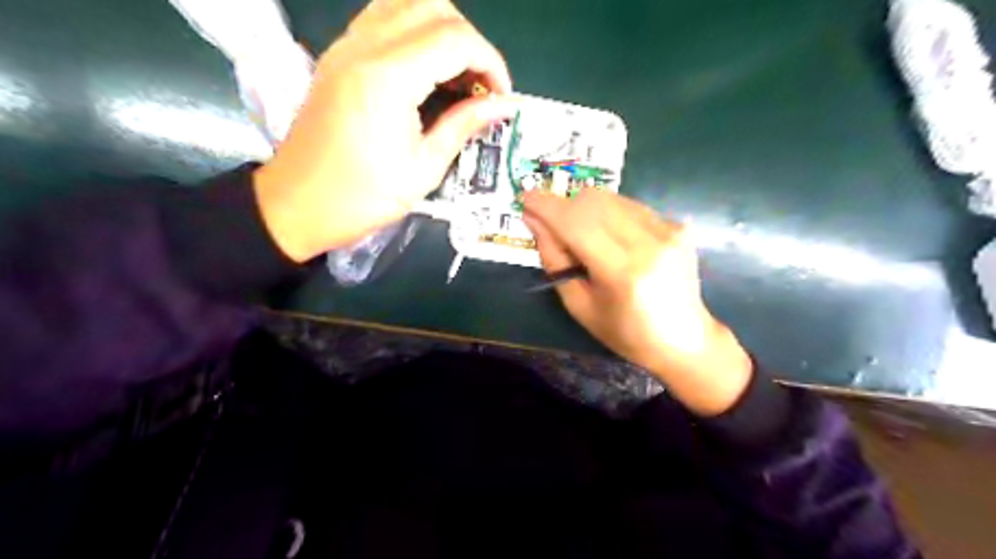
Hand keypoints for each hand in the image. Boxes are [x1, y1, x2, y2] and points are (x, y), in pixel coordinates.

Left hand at [252, 0, 513, 260]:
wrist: (297, 204)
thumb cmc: (363, 197)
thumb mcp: (424, 169)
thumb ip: (464, 125)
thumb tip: (503, 106)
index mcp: (389, 78)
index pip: (456, 40)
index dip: (491, 63)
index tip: (501, 97)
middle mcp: (366, 47)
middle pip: (435, 9)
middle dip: (471, 43)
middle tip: (480, 86)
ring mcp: (347, 46)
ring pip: (407, 3)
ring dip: (443, 30)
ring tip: (456, 74)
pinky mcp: (339, 55)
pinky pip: (383, 17)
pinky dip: (415, 30)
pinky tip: (424, 68)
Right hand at [525, 191, 749, 413]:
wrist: (683, 338)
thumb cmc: (624, 332)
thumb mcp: (579, 305)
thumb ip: (554, 259)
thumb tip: (533, 220)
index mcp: (622, 271)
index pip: (576, 223)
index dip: (546, 206)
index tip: (524, 197)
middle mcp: (648, 242)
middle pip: (593, 200)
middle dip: (564, 206)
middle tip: (552, 225)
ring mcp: (667, 230)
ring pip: (611, 197)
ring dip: (585, 209)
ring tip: (583, 236)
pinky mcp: (677, 225)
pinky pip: (629, 205)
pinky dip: (609, 214)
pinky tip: (610, 237)